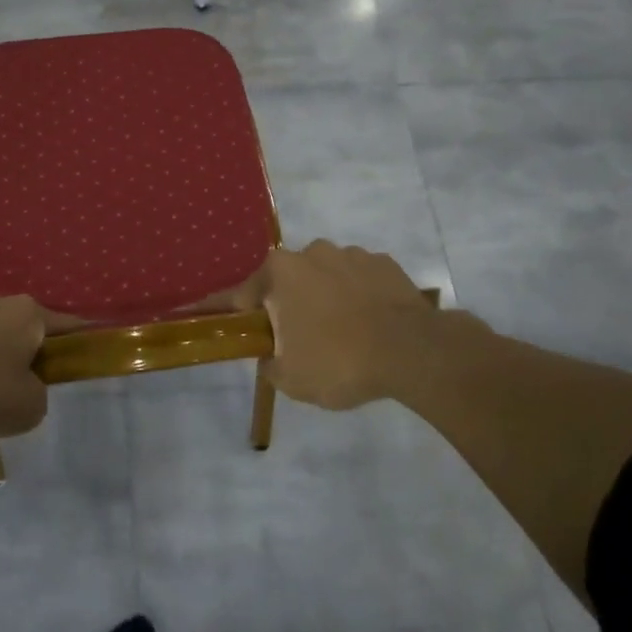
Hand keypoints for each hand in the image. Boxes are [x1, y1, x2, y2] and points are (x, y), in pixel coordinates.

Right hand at [233, 241, 444, 409]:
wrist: (414, 352)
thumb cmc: (340, 362)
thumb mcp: (291, 379)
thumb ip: (270, 365)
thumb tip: (272, 356)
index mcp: (279, 274)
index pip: (240, 295)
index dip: (227, 312)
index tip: (217, 321)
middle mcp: (311, 253)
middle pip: (287, 282)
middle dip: (287, 306)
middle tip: (299, 341)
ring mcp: (351, 254)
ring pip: (325, 278)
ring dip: (325, 299)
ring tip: (342, 334)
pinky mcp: (385, 263)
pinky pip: (359, 280)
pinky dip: (358, 297)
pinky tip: (370, 325)